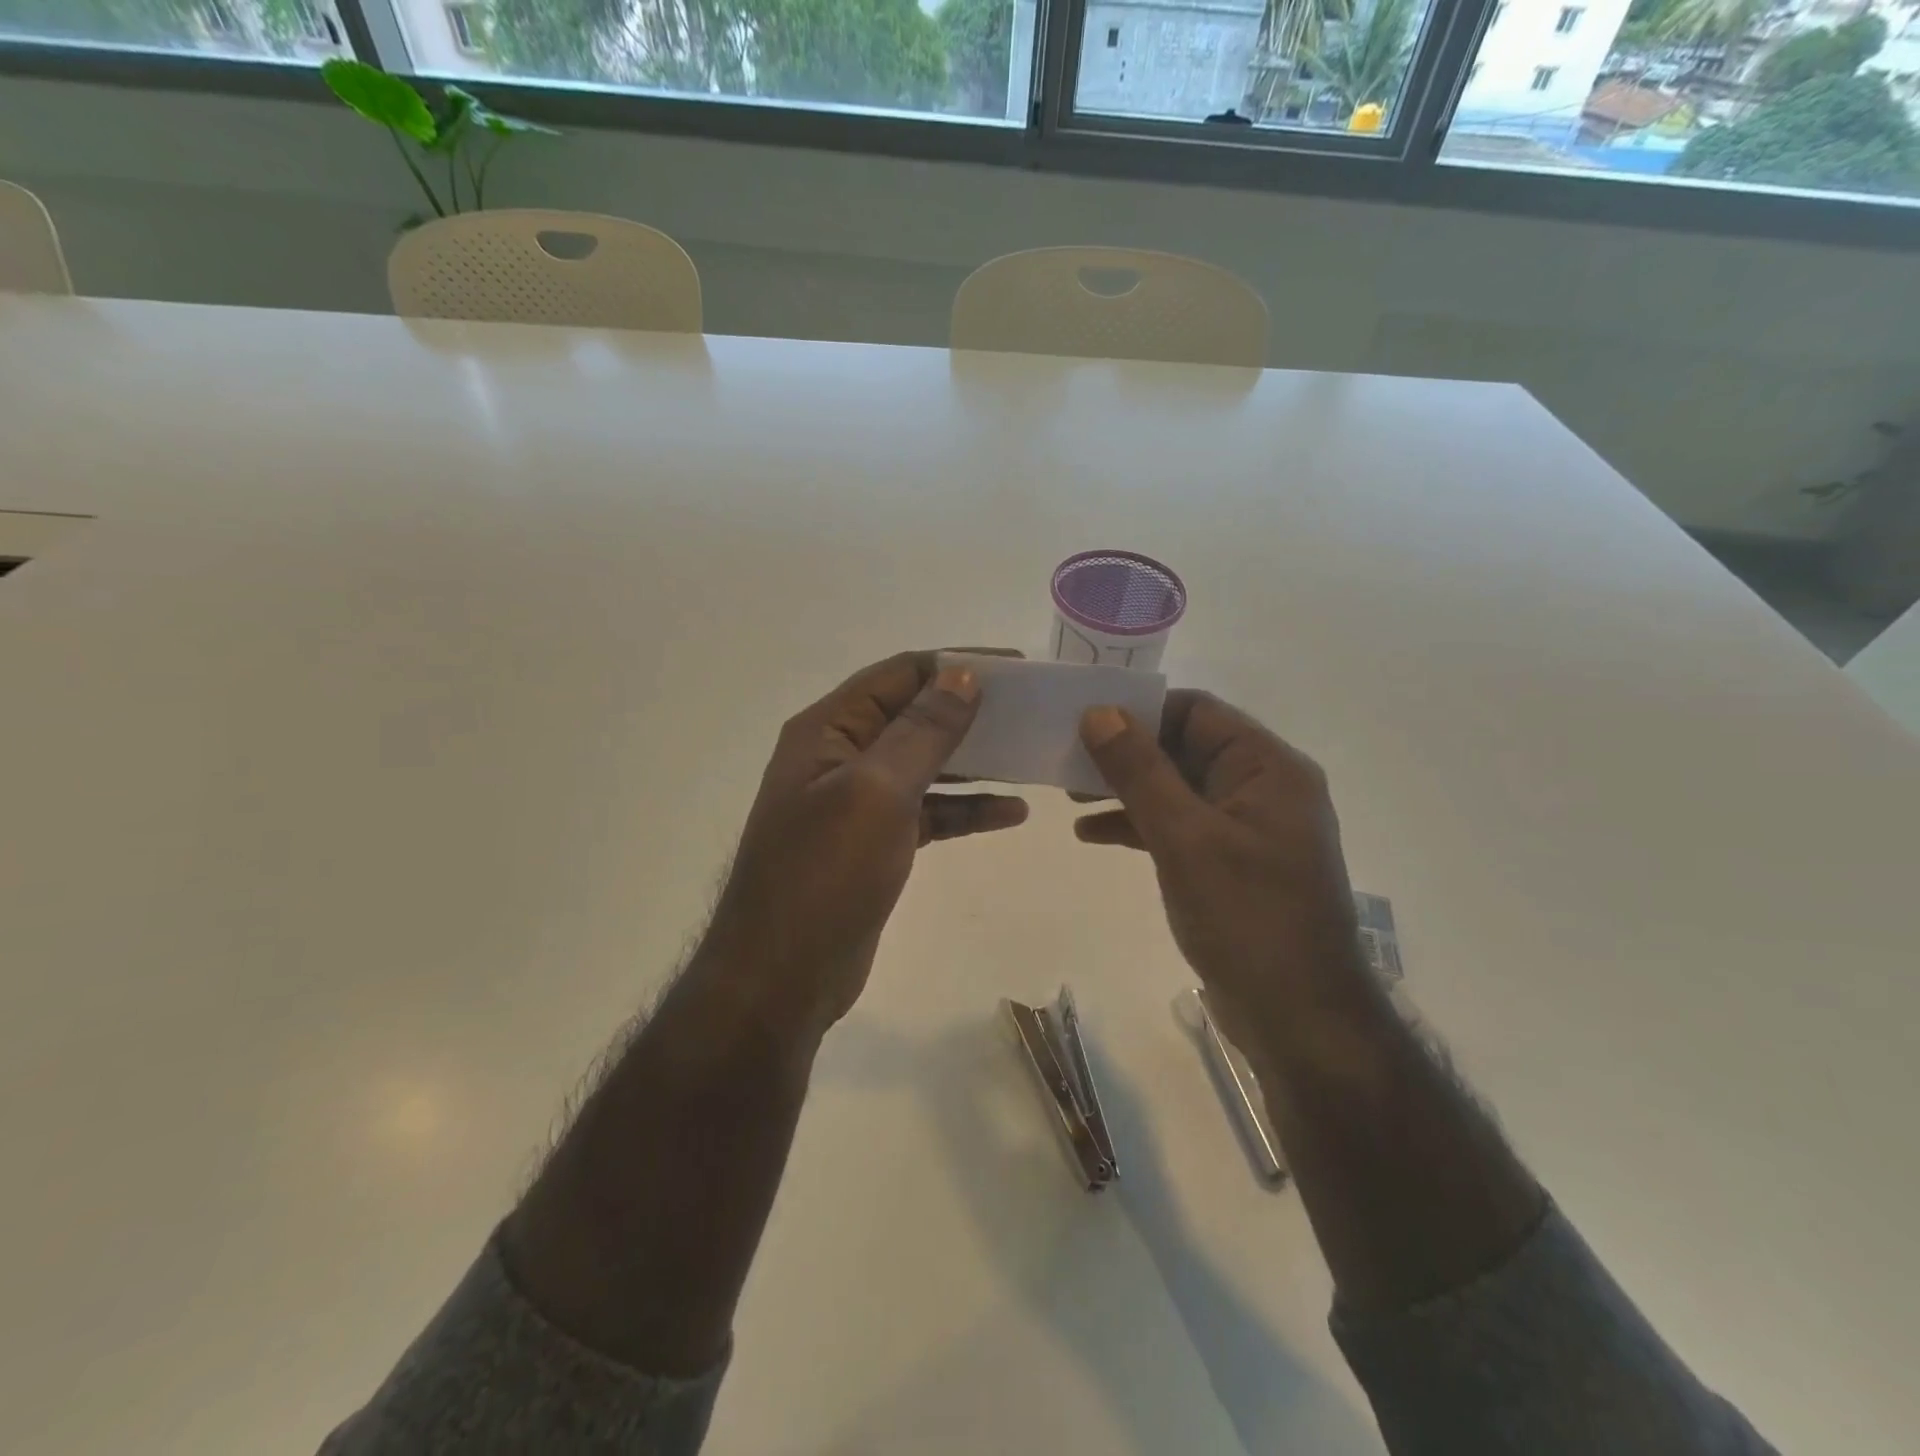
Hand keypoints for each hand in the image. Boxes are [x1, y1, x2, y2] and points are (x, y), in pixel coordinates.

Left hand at [700, 651, 1027, 1038]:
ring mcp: (856, 802)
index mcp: (828, 730)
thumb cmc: (825, 875)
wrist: (783, 976)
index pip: (898, 675)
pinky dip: (966, 809)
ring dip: (974, 761)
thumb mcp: (877, 792)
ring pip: (925, 765)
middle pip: (913, 716)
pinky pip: (928, 811)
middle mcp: (839, 756)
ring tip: (1029, 757)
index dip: (954, 665)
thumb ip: (922, 731)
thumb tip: (963, 675)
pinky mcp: (875, 843)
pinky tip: (1011, 813)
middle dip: (969, 712)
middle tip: (1030, 713)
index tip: (1015, 670)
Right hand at [1075, 691, 1367, 1044]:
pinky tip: (1092, 835)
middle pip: (1184, 748)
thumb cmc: (1246, 916)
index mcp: (1267, 767)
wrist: (1298, 1017)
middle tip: (1066, 761)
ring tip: (1069, 798)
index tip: (1084, 721)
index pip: (1196, 712)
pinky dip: (1139, 826)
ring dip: (1126, 790)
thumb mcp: (1184, 837)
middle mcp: (1262, 788)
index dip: (1139, 710)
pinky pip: (1180, 827)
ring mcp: (1247, 829)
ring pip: (1176, 789)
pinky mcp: (1231, 864)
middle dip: (1125, 754)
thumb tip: (1099, 712)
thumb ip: (1140, 771)